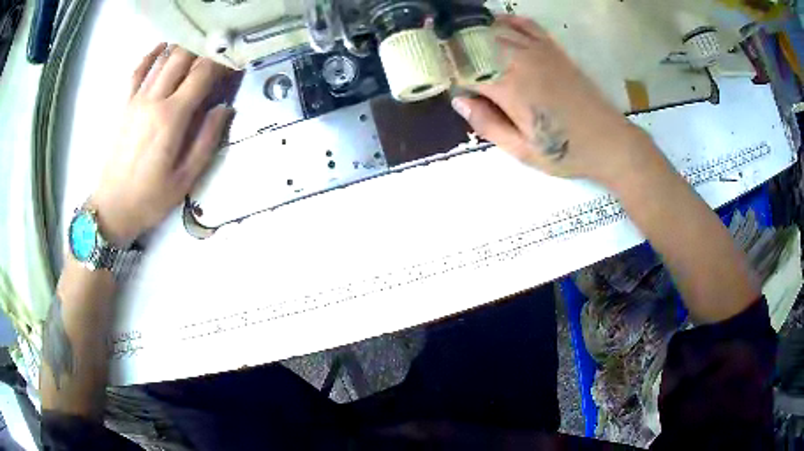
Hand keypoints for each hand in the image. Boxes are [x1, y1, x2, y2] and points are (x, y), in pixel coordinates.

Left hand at [90, 43, 233, 245]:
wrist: (112, 208)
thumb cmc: (150, 198)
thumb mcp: (186, 178)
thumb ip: (207, 139)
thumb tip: (225, 108)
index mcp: (172, 117)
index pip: (203, 73)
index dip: (222, 65)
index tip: (234, 67)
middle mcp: (154, 99)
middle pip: (183, 57)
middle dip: (204, 52)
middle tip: (215, 61)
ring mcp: (136, 99)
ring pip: (163, 58)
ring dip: (183, 49)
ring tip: (196, 50)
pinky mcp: (125, 104)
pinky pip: (138, 70)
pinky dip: (151, 54)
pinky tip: (162, 46)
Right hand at [451, 16, 654, 185]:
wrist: (610, 142)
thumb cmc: (567, 152)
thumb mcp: (523, 151)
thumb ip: (488, 125)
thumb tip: (459, 102)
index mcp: (510, 88)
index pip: (464, 69)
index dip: (447, 72)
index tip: (437, 78)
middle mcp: (521, 61)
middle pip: (476, 42)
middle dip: (454, 48)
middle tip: (443, 58)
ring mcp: (540, 51)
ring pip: (496, 29)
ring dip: (474, 32)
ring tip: (459, 39)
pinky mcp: (554, 49)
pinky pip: (526, 25)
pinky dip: (507, 21)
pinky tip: (496, 24)